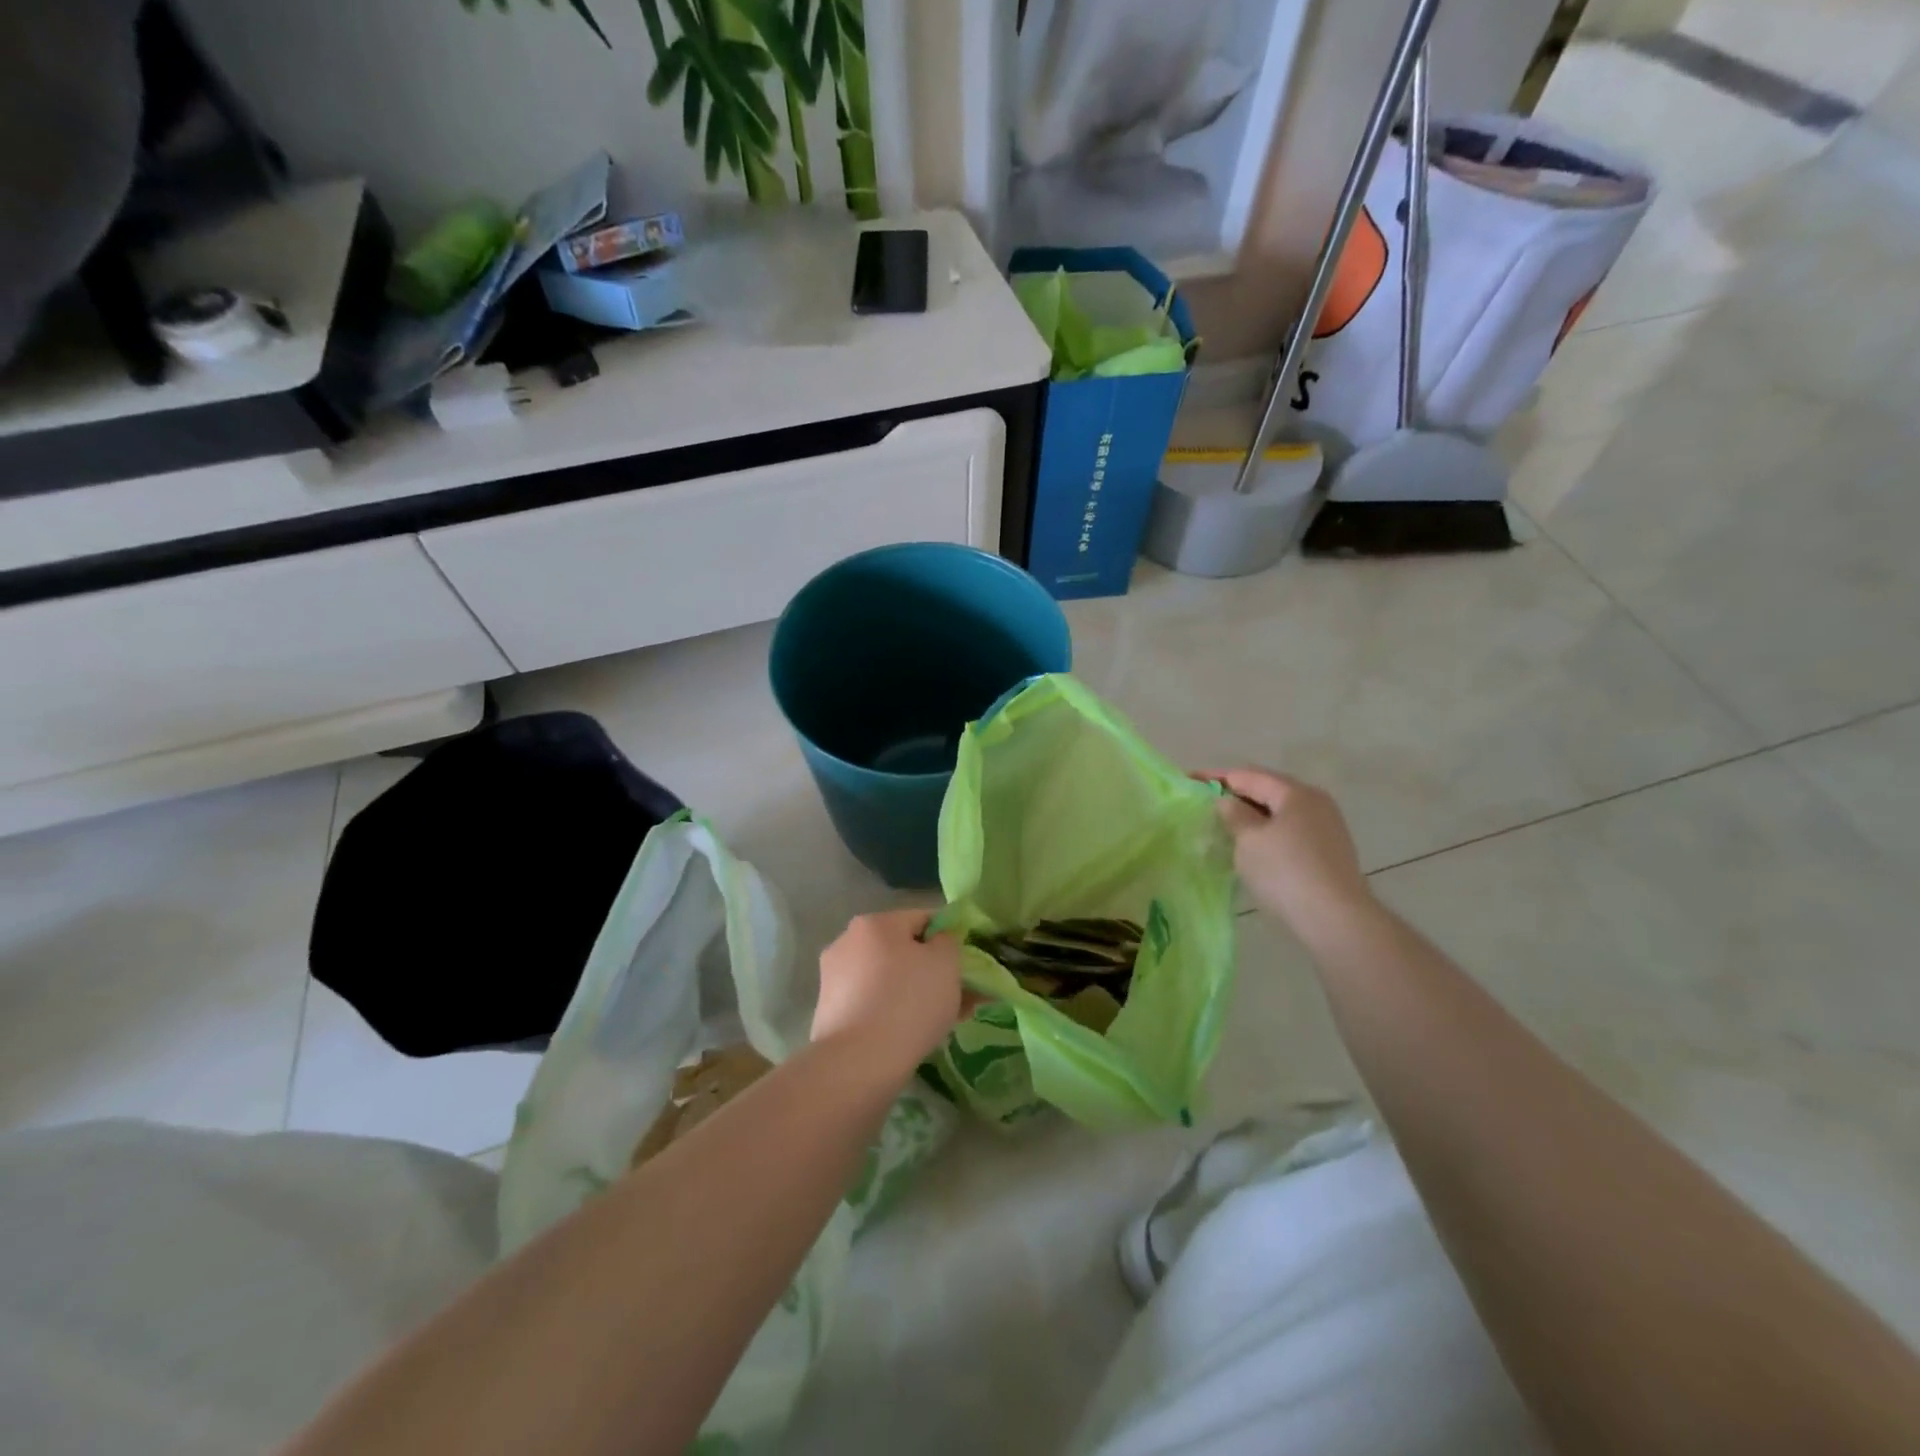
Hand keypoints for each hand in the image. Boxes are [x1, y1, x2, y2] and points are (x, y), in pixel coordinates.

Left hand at [813, 910, 966, 1074]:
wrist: (858, 1064)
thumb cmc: (908, 1002)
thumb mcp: (946, 963)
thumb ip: (949, 942)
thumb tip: (939, 941)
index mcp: (874, 923)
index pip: (923, 919)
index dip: (949, 938)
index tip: (965, 965)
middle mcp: (848, 942)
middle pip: (903, 950)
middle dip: (932, 970)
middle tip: (960, 996)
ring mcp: (834, 977)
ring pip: (888, 978)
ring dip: (915, 992)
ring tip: (943, 1021)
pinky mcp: (829, 1011)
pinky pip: (872, 1002)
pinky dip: (893, 1010)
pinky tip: (913, 1033)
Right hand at [1204, 768, 1374, 933]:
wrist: (1336, 919)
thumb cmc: (1286, 871)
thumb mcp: (1249, 840)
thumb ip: (1234, 814)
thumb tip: (1227, 801)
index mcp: (1295, 793)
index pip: (1247, 775)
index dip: (1215, 776)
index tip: (1188, 779)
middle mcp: (1315, 802)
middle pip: (1267, 790)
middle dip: (1235, 794)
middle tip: (1204, 802)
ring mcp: (1325, 827)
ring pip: (1278, 812)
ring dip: (1250, 815)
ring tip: (1223, 824)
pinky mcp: (1327, 851)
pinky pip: (1289, 830)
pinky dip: (1266, 831)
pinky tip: (1250, 846)